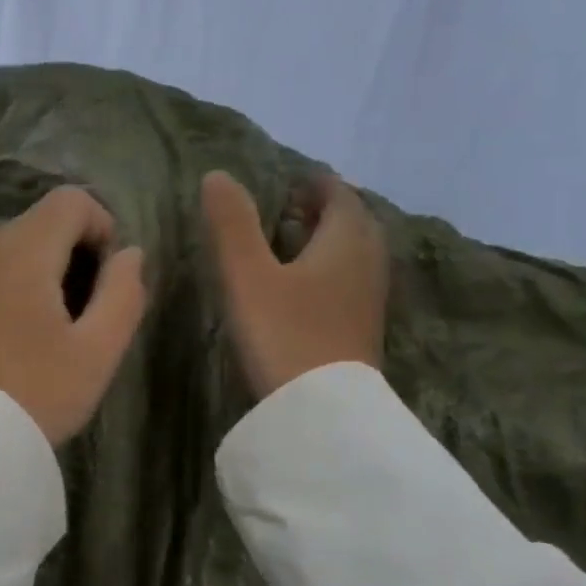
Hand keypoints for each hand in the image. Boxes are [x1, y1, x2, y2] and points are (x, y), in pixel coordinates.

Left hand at [0, 187, 146, 444]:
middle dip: (69, 254)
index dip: (100, 227)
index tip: (103, 277)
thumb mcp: (98, 352)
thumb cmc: (37, 396)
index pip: (69, 201)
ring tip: (41, 329)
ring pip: (9, 246)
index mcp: (20, 254)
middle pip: (38, 223)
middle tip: (77, 314)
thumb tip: (130, 253)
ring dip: (35, 270)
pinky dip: (4, 283)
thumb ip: (124, 293)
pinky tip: (7, 332)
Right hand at [202, 170, 387, 399]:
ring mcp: (368, 298)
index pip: (338, 194)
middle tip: (288, 208)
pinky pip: (349, 280)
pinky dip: (329, 268)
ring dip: (327, 240)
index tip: (288, 182)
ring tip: (291, 242)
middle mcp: (366, 262)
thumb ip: (232, 223)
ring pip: (353, 253)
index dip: (314, 184)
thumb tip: (217, 175)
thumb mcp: (247, 274)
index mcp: (346, 240)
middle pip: (352, 222)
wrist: (320, 410)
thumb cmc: (283, 332)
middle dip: (324, 210)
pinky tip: (301, 286)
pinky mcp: (361, 328)